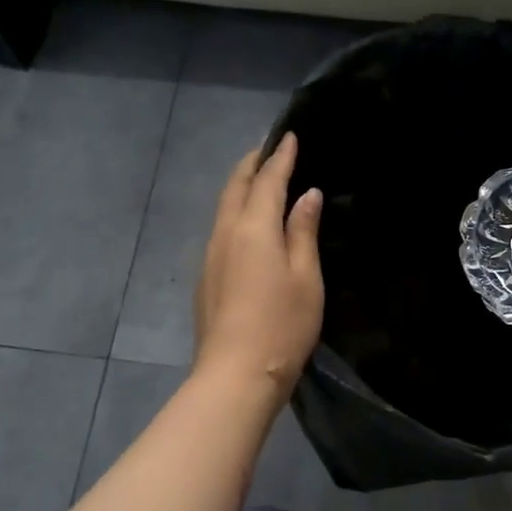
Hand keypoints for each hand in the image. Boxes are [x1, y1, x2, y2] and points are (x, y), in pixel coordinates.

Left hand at [194, 133, 324, 402]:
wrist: (236, 374)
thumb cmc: (282, 325)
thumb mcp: (306, 277)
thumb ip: (303, 232)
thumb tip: (306, 195)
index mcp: (253, 228)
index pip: (267, 180)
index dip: (280, 157)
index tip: (289, 136)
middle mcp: (225, 233)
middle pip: (235, 187)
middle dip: (252, 165)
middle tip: (268, 150)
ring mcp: (210, 256)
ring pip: (223, 208)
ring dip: (240, 187)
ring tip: (257, 179)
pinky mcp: (205, 278)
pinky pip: (220, 229)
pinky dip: (234, 212)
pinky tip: (245, 223)